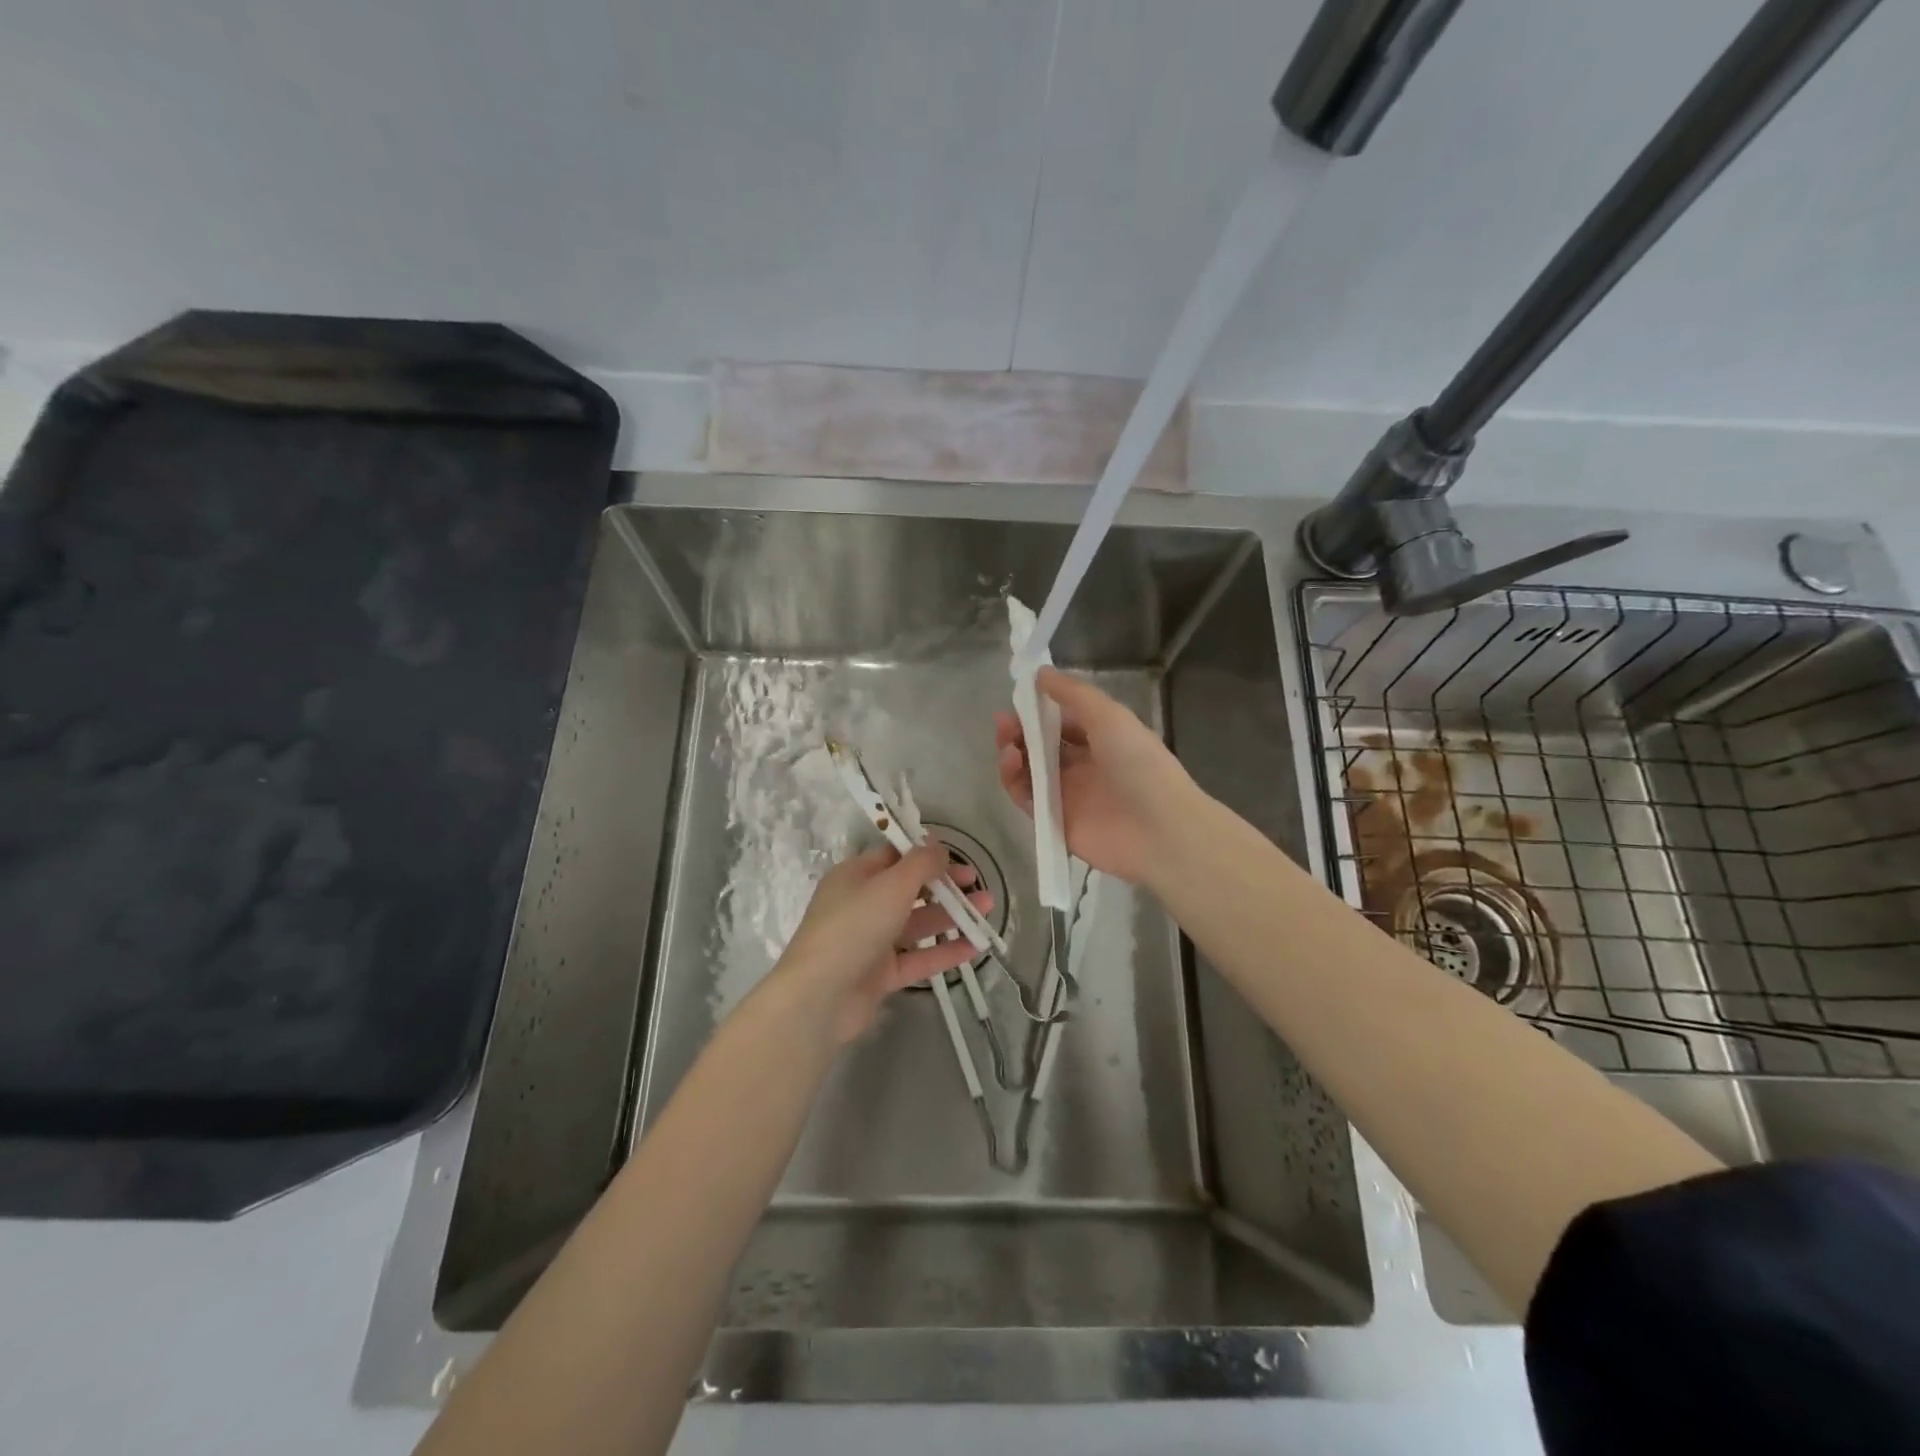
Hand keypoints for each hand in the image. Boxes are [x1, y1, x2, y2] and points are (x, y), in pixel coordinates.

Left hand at [768, 843, 992, 1046]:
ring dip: (951, 916)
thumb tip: (938, 846)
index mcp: (855, 876)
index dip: (925, 854)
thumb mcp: (891, 885)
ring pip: (916, 924)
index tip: (956, 856)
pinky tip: (975, 947)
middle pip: (909, 890)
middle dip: (945, 886)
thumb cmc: (854, 926)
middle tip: (977, 884)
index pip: (893, 856)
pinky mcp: (880, 975)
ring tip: (987, 911)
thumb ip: (920, 864)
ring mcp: (871, 942)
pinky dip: (944, 951)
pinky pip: (918, 958)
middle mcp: (861, 905)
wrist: (820, 996)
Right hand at [995, 666, 1199, 887]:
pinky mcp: (1054, 820)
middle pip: (1040, 745)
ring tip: (1008, 745)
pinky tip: (1011, 763)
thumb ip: (1073, 694)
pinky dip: (1014, 780)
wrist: (1159, 829)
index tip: (1018, 699)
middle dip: (1019, 731)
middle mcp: (1083, 765)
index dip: (1038, 710)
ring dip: (1012, 753)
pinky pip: (1026, 797)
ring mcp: (1067, 794)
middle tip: (1004, 723)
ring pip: (1029, 770)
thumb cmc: (1138, 764)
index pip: (1061, 721)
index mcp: (1101, 739)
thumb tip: (1039, 673)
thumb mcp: (1109, 716)